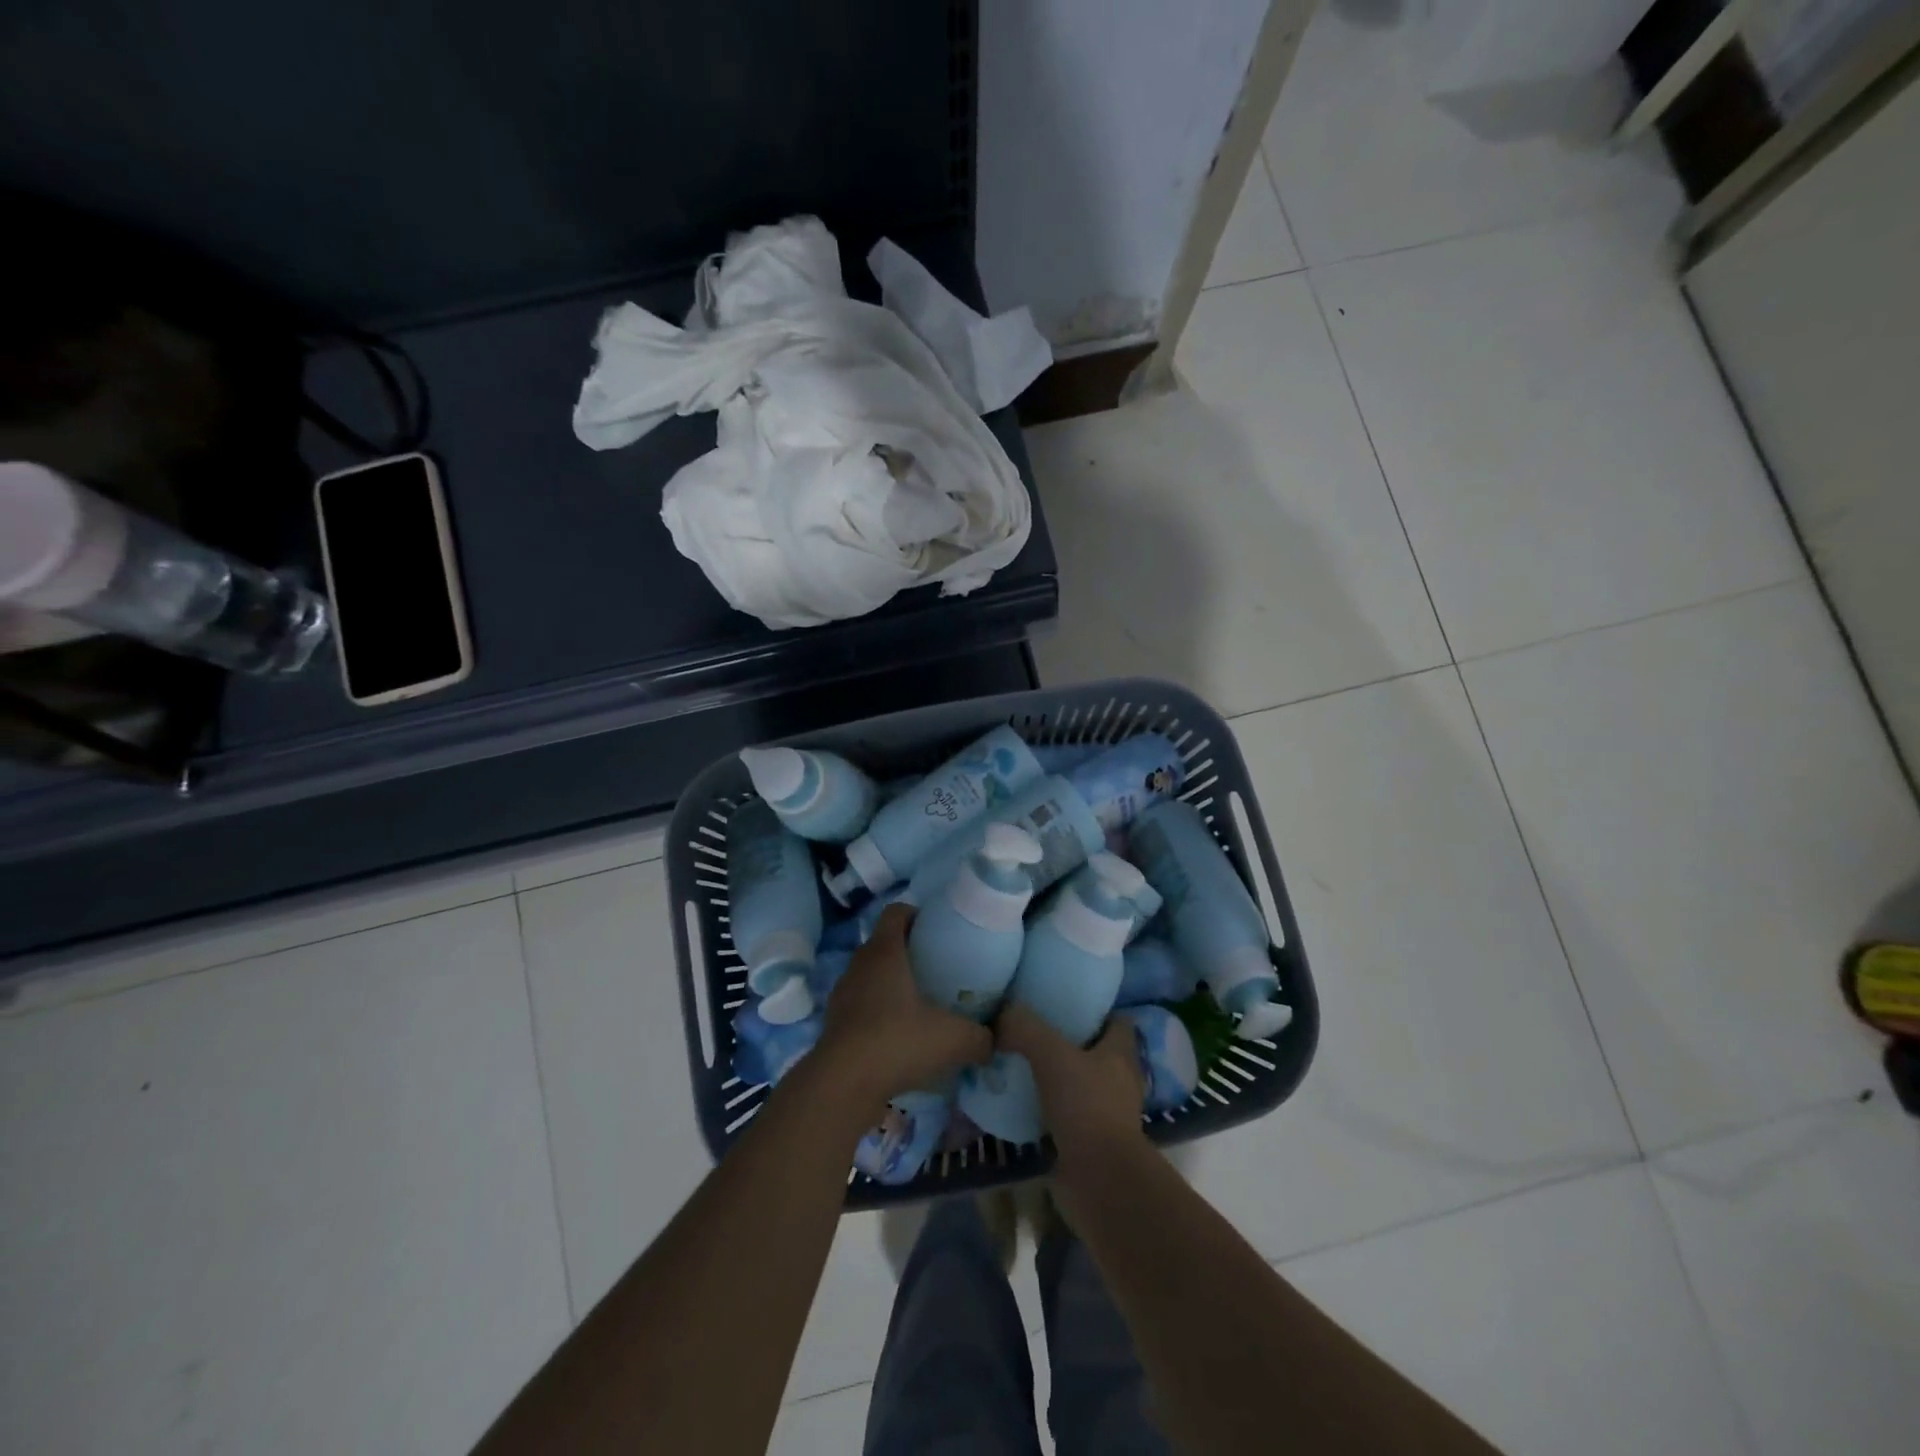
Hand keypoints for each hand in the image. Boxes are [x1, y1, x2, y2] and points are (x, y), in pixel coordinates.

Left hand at [815, 904, 992, 1114]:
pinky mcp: (834, 1024)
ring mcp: (842, 994)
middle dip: (909, 952)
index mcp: (884, 951)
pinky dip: (878, 1014)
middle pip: (884, 944)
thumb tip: (994, 1039)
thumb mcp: (954, 1039)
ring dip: (892, 985)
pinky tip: (899, 1038)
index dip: (917, 914)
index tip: (938, 931)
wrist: (842, 1085)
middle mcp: (859, 964)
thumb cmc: (898, 1041)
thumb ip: (981, 1036)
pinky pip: (861, 1006)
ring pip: (870, 976)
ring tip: (919, 1007)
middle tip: (937, 971)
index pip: (896, 911)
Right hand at [996, 1003, 1144, 1165]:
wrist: (1099, 1181)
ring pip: (1079, 1083)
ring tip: (1018, 1062)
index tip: (1062, 1001)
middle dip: (1067, 1040)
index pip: (1116, 1019)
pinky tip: (1019, 1100)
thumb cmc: (1086, 1107)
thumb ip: (1025, 1028)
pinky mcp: (1090, 1141)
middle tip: (1030, 1029)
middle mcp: (1119, 1080)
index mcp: (1121, 1053)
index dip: (1094, 1008)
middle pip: (1095, 1050)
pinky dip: (1047, 1108)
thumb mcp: (1051, 1054)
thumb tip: (1003, 1012)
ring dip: (1055, 1076)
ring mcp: (1107, 1113)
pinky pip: (1066, 1115)